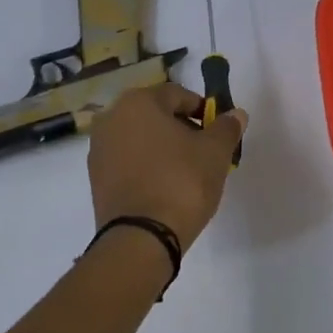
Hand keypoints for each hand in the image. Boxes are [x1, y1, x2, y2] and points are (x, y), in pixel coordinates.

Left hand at [87, 83, 247, 251]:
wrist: (141, 238)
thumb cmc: (182, 182)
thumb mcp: (215, 152)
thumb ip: (226, 127)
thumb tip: (236, 114)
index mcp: (138, 102)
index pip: (178, 94)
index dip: (202, 110)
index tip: (218, 131)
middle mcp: (112, 118)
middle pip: (156, 115)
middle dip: (182, 128)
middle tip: (204, 151)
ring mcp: (99, 150)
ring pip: (140, 138)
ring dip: (163, 148)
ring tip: (186, 172)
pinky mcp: (96, 179)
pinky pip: (128, 161)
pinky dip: (147, 166)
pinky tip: (165, 186)